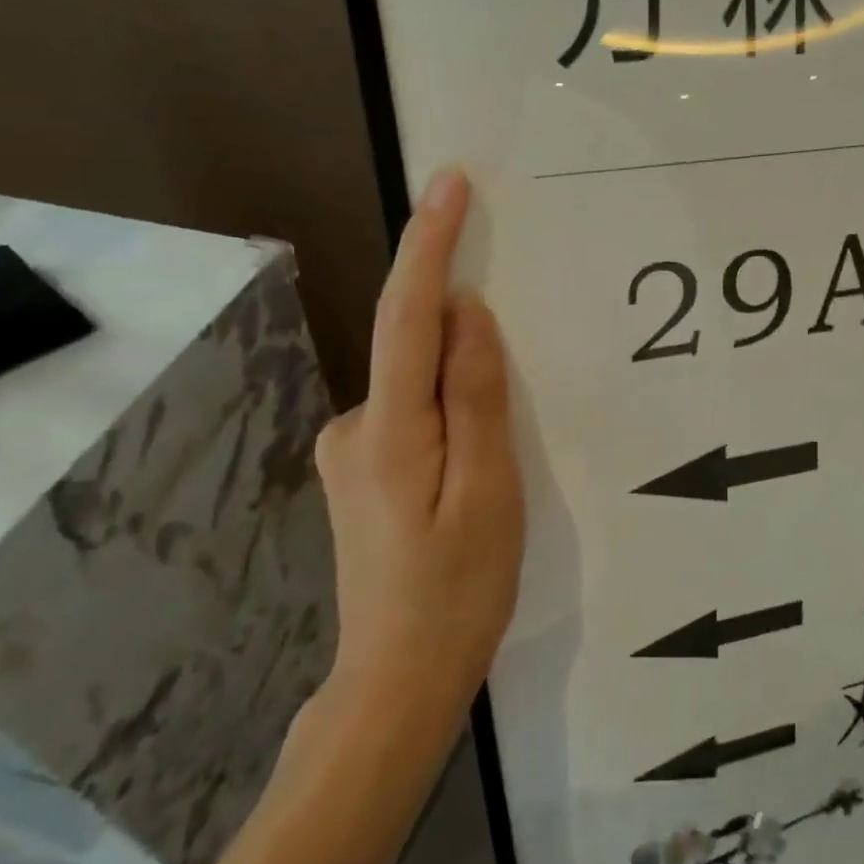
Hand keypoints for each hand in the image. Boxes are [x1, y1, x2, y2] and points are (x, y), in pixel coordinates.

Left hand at [311, 169, 523, 725]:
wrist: (397, 680)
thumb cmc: (457, 591)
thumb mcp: (489, 493)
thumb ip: (476, 397)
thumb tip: (466, 312)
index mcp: (389, 431)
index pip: (407, 314)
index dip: (428, 244)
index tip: (449, 183)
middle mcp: (354, 425)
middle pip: (413, 345)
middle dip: (460, 318)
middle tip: (513, 339)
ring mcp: (351, 448)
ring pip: (418, 381)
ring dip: (462, 376)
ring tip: (505, 439)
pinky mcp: (363, 465)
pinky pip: (415, 406)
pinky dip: (449, 401)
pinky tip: (479, 453)